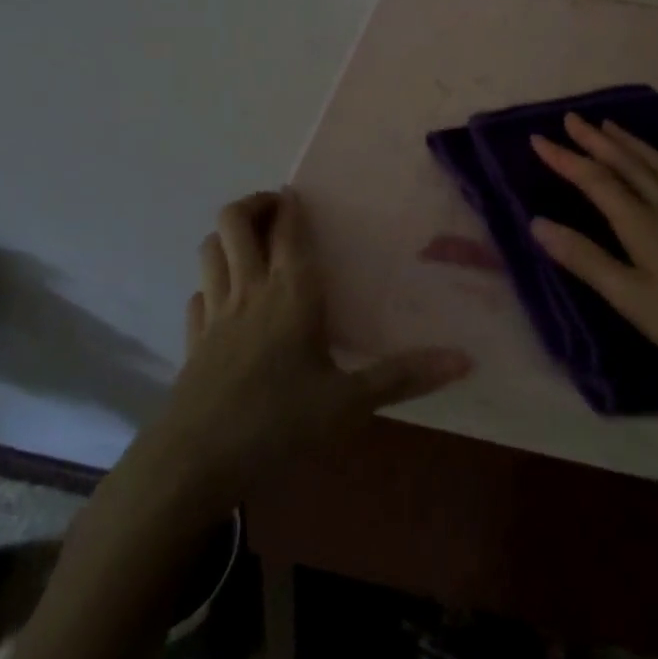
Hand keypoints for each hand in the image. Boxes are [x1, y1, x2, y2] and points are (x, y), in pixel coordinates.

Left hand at [141, 189, 471, 513]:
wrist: (195, 463)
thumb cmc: (278, 424)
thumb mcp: (349, 404)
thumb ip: (404, 376)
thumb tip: (465, 360)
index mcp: (292, 291)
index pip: (287, 226)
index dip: (291, 203)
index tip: (300, 195)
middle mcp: (250, 288)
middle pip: (236, 220)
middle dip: (255, 204)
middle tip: (277, 211)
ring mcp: (215, 311)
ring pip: (211, 248)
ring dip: (229, 236)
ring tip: (253, 245)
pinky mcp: (193, 339)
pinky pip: (198, 293)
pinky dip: (211, 284)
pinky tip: (226, 302)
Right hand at [530, 114, 657, 385]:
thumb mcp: (635, 301)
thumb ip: (587, 260)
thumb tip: (538, 223)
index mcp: (644, 226)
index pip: (596, 182)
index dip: (566, 159)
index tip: (539, 138)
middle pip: (629, 165)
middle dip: (596, 141)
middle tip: (572, 118)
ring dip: (634, 143)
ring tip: (612, 125)